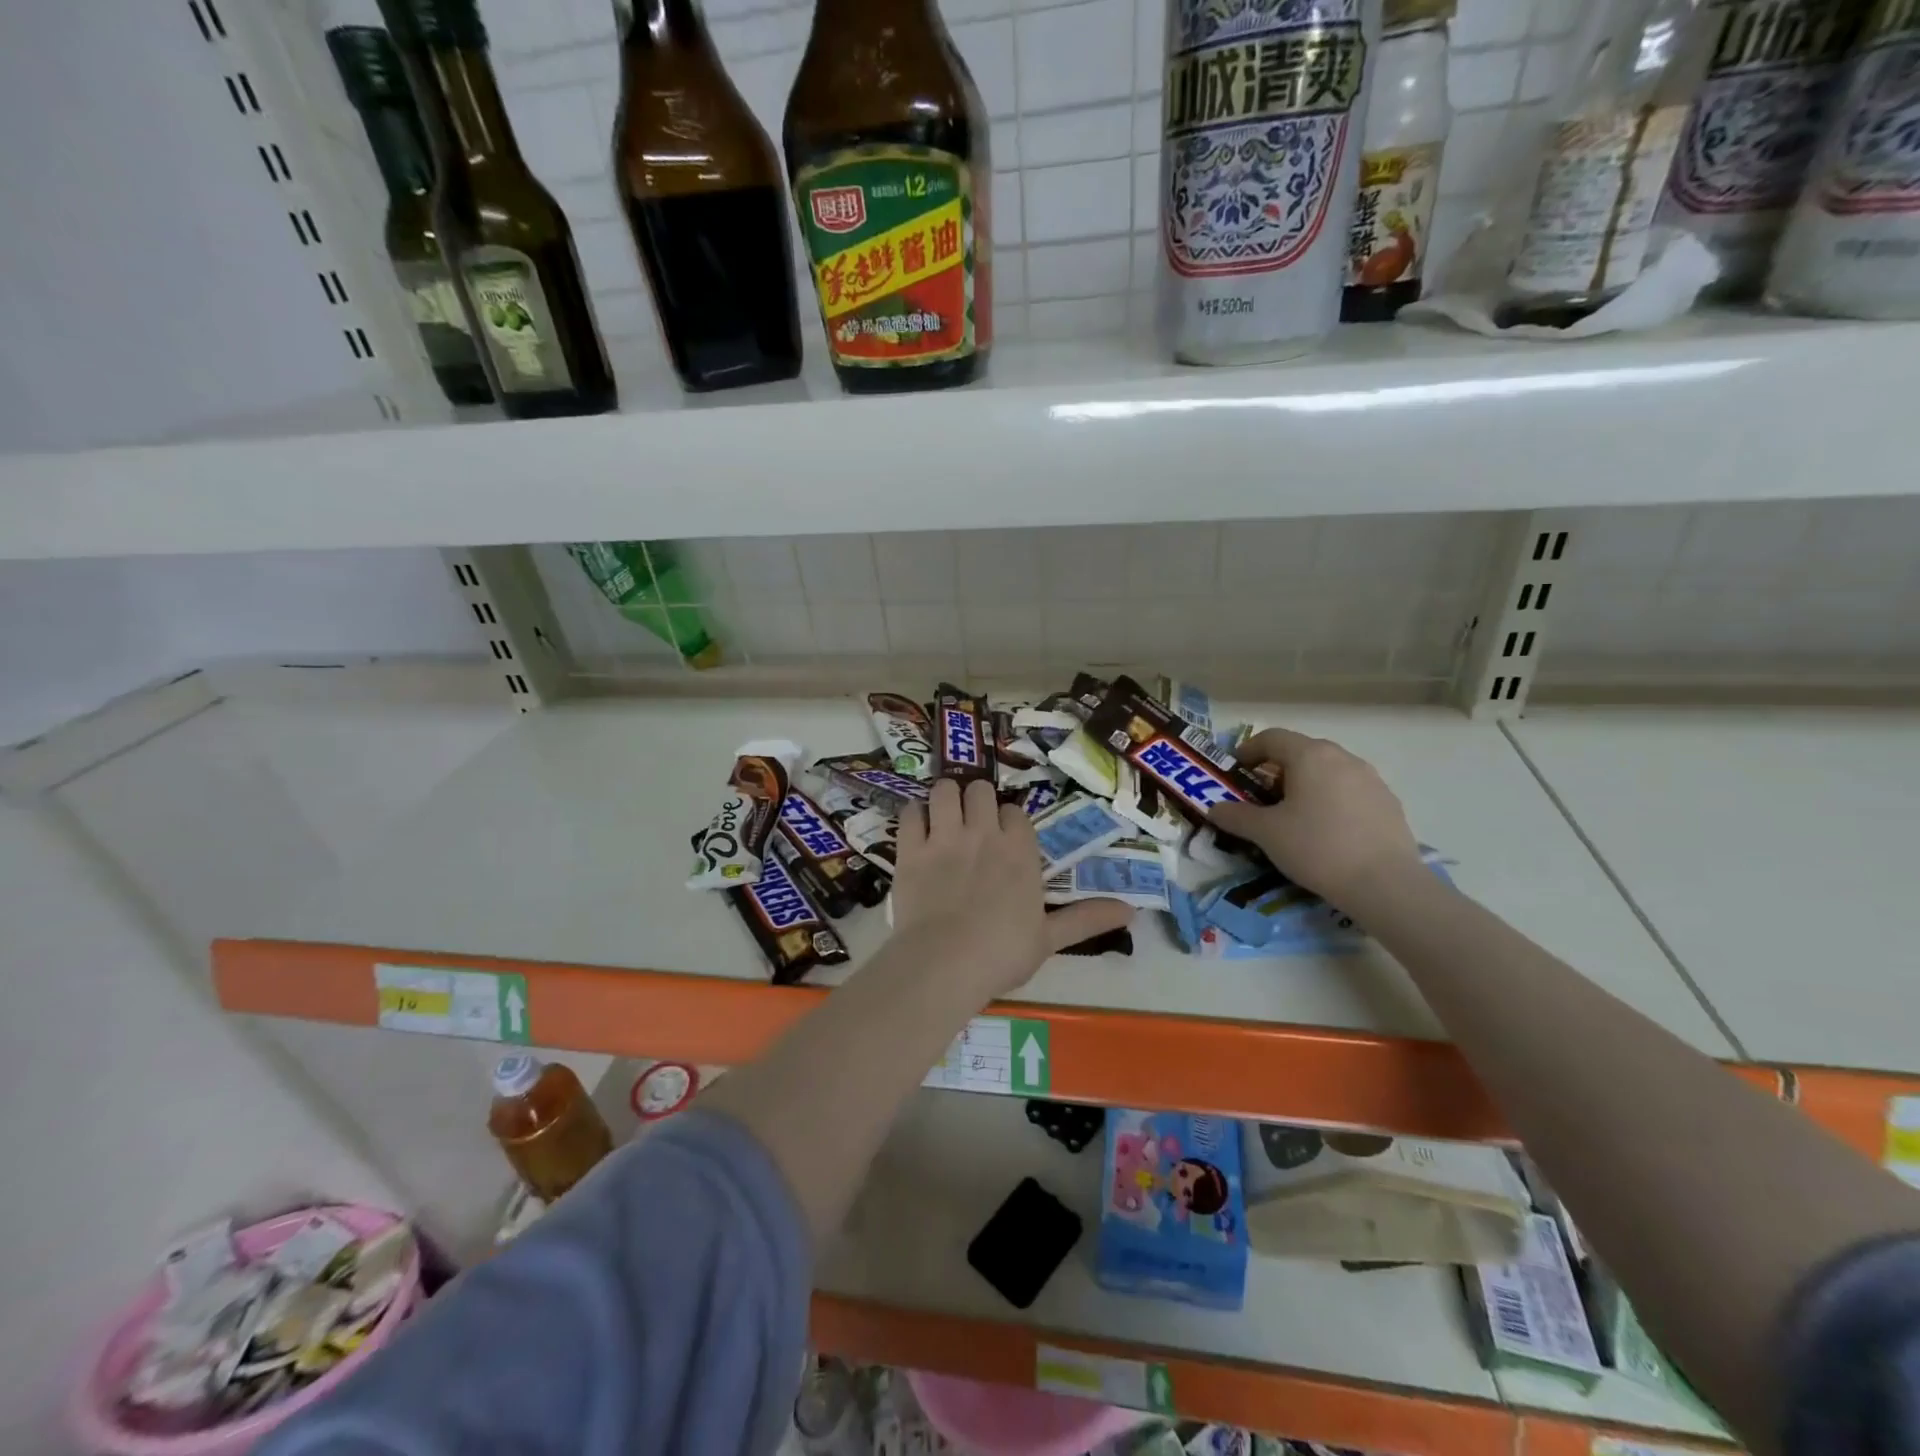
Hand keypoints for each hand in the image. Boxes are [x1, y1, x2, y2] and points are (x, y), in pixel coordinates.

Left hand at [892, 779, 1134, 998]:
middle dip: (977, 801)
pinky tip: (917, 828)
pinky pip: (911, 812)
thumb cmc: (1002, 954)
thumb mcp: (1050, 938)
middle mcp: (984, 833)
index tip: (1004, 838)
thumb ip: (1087, 918)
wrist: (944, 964)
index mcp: (1019, 851)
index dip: (1008, 822)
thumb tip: (1132, 911)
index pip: (1015, 813)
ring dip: (946, 797)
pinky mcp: (911, 848)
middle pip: (981, 790)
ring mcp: (945, 837)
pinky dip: (915, 815)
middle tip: (972, 823)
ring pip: (945, 789)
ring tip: (944, 815)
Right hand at [1208, 728, 1421, 908]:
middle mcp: (1342, 758)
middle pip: (1302, 752)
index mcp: (1310, 756)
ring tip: (1294, 814)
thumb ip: (1236, 816)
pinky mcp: (1389, 803)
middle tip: (1260, 796)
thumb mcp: (1266, 833)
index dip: (1248, 750)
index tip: (1236, 769)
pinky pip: (1350, 791)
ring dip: (1306, 784)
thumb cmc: (1316, 847)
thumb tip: (1215, 808)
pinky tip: (1326, 830)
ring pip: (1328, 771)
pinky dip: (1331, 800)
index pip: (1272, 738)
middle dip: (1277, 769)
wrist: (1385, 884)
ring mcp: (1371, 779)